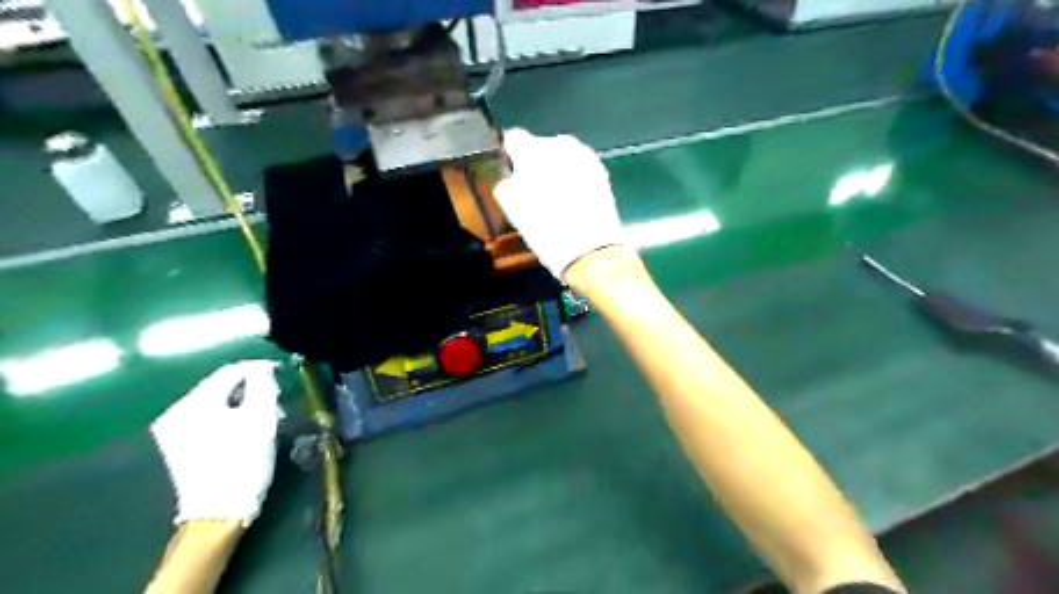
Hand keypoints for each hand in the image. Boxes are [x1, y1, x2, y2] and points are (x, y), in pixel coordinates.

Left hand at [151, 359, 281, 526]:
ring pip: (215, 402)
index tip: (282, 371)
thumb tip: (262, 369)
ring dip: (242, 401)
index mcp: (195, 403)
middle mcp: (176, 412)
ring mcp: (173, 430)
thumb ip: (263, 385)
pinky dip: (229, 415)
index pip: (230, 371)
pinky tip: (245, 426)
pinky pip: (207, 417)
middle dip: (251, 386)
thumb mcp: (261, 418)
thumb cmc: (243, 461)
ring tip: (265, 412)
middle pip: (220, 386)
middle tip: (277, 395)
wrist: (219, 511)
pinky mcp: (178, 445)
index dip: (259, 368)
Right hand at [495, 128, 622, 278]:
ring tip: (554, 198)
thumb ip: (506, 183)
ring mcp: (584, 156)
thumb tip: (511, 176)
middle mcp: (560, 145)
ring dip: (555, 170)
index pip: (514, 138)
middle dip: (535, 163)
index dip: (510, 156)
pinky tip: (571, 201)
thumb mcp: (513, 208)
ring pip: (561, 157)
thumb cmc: (545, 230)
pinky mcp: (600, 172)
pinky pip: (578, 168)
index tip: (510, 173)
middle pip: (540, 146)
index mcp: (533, 150)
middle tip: (532, 191)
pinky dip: (572, 178)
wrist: (590, 250)